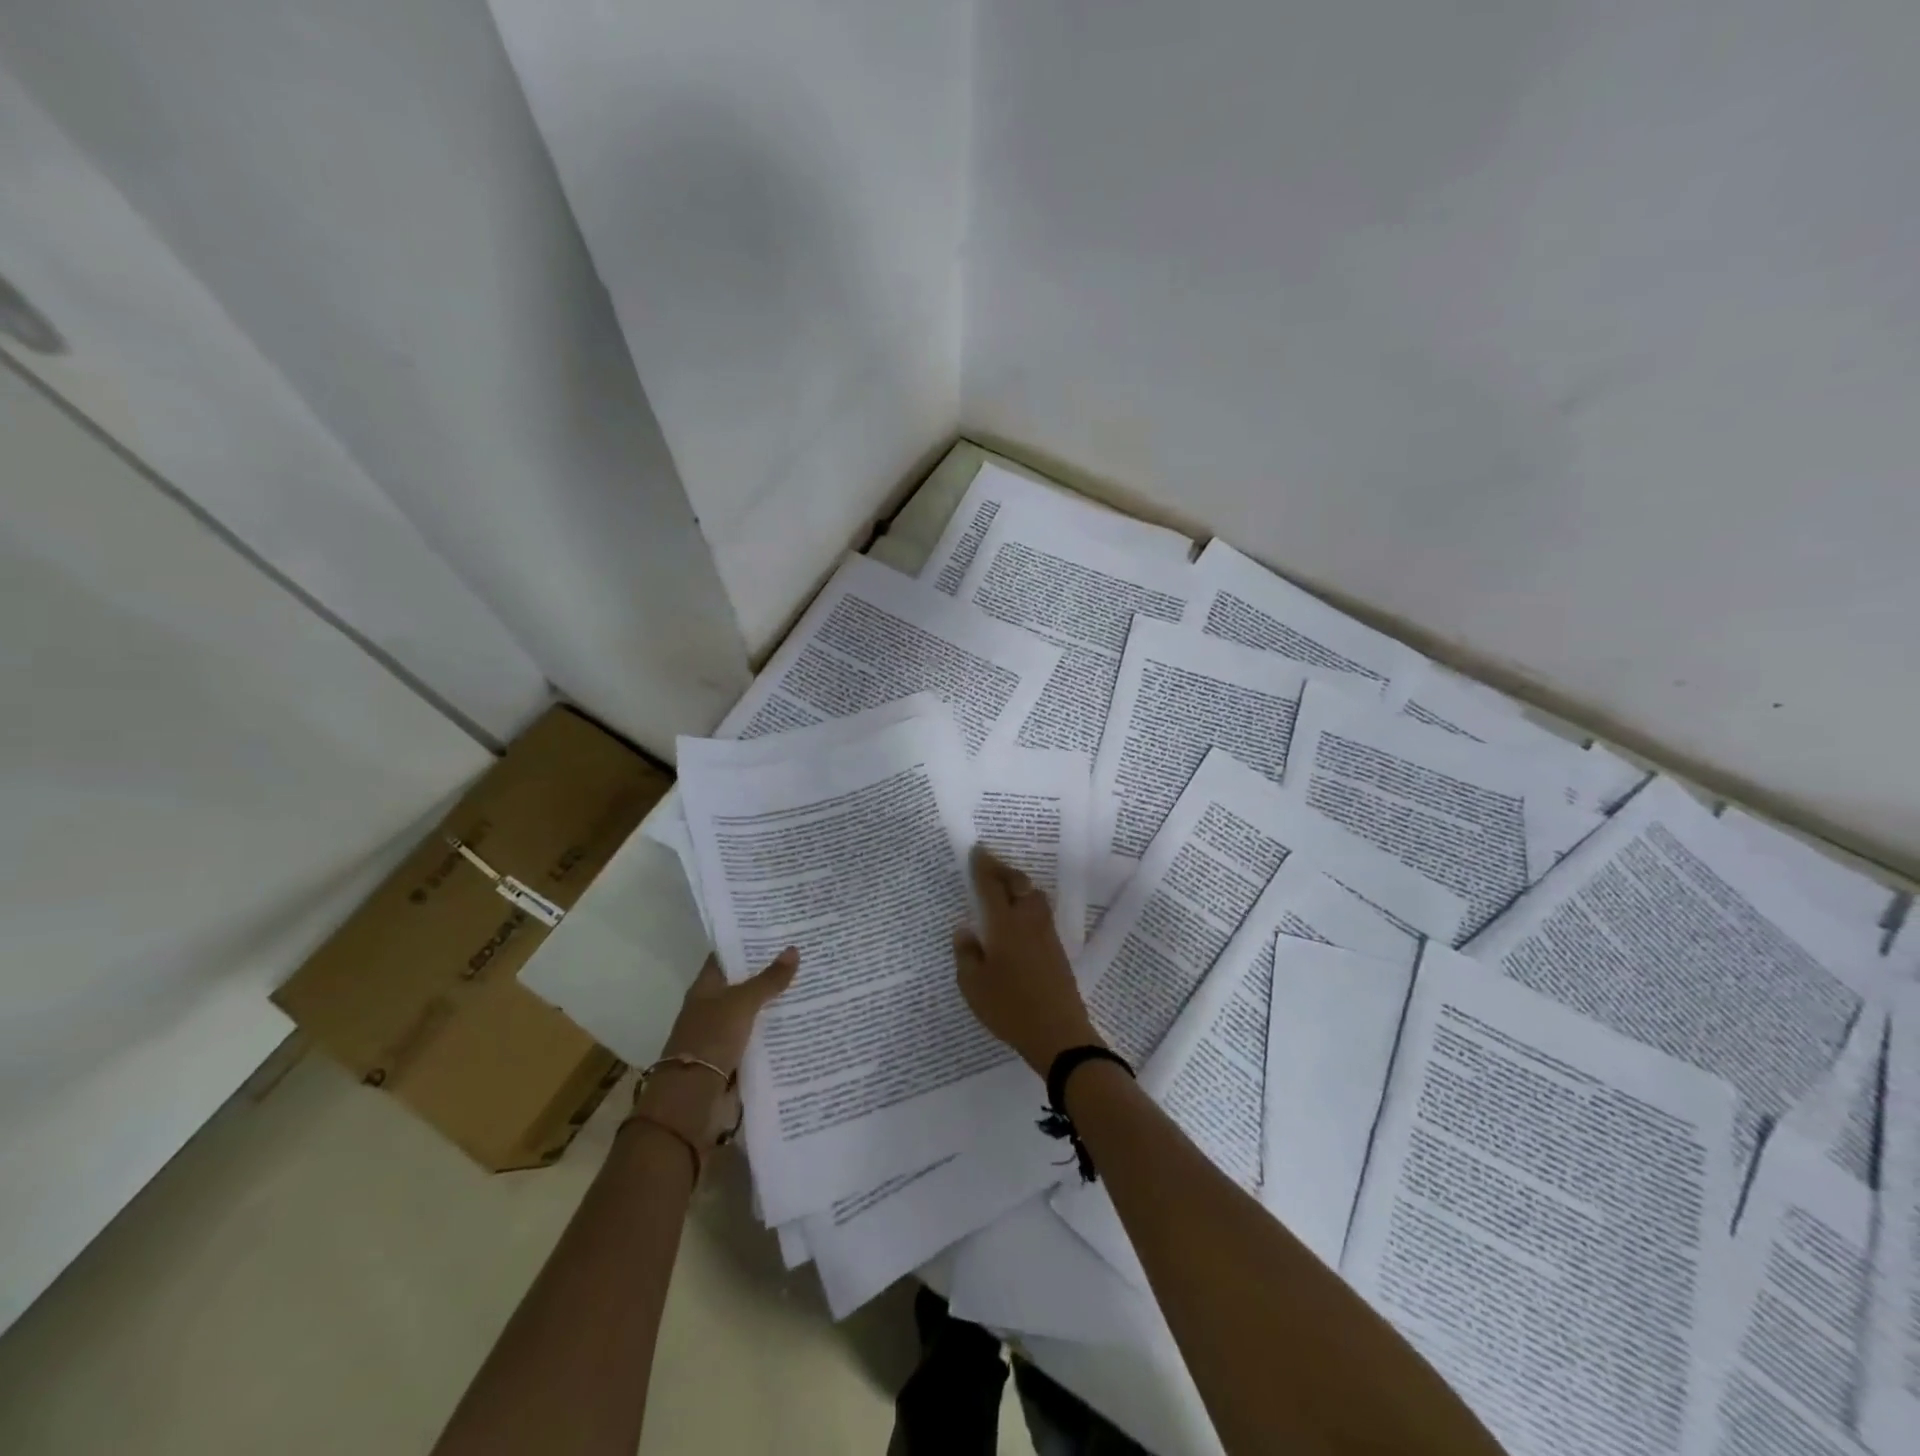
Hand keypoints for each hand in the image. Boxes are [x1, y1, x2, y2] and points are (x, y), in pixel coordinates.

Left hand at [633, 948, 797, 1148]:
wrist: (692, 1099)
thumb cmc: (711, 1039)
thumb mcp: (742, 1003)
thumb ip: (769, 979)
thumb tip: (794, 949)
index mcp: (706, 987)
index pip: (727, 956)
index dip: (749, 943)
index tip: (779, 931)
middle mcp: (713, 1007)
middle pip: (744, 983)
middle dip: (770, 972)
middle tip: (806, 954)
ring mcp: (724, 1033)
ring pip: (755, 1011)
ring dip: (777, 1002)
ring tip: (812, 984)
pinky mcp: (736, 1057)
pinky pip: (760, 1037)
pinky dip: (777, 1030)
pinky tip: (804, 1021)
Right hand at [953, 846, 1101, 1076]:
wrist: (1058, 1033)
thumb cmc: (1009, 1007)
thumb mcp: (973, 985)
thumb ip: (966, 953)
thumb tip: (965, 929)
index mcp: (1004, 924)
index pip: (991, 885)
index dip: (983, 866)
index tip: (977, 850)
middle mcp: (1027, 921)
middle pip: (1018, 883)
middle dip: (1002, 870)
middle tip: (988, 865)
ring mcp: (1046, 933)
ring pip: (1032, 895)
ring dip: (1018, 884)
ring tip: (1003, 887)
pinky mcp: (1056, 948)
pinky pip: (1040, 911)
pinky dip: (1027, 901)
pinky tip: (1018, 915)